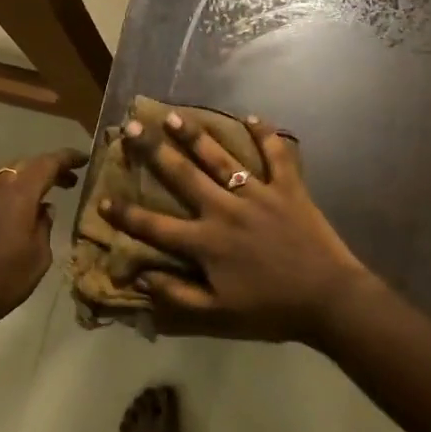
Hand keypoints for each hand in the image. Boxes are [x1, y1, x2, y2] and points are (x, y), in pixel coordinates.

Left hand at [0, 148, 87, 333]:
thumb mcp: (38, 259)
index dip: (66, 158)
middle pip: (23, 164)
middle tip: (66, 183)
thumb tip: (44, 209)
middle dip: (47, 169)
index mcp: (18, 195)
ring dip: (17, 172)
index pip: (46, 164)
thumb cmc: (1, 282)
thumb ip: (44, 227)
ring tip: (29, 187)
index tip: (83, 160)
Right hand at [99, 113, 372, 342]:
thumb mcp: (218, 314)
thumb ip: (177, 296)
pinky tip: (253, 117)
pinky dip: (266, 135)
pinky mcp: (288, 188)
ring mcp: (258, 194)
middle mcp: (225, 210)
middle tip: (132, 128)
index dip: (126, 215)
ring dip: (196, 136)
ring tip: (175, 116)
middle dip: (153, 152)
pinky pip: (277, 155)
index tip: (102, 200)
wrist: (327, 300)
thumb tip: (142, 278)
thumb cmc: (270, 309)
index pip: (154, 226)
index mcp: (205, 242)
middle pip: (182, 176)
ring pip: (221, 158)